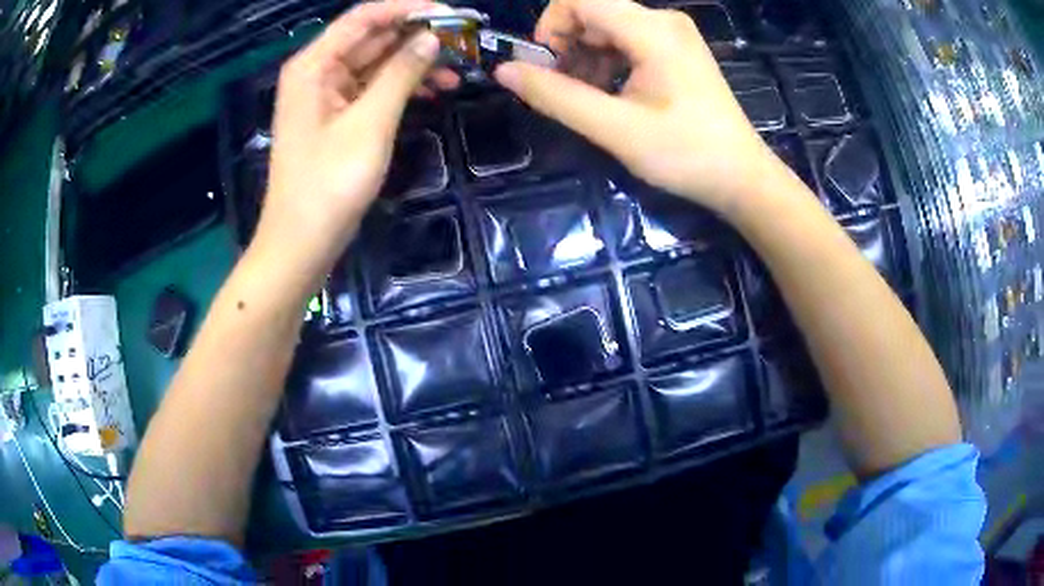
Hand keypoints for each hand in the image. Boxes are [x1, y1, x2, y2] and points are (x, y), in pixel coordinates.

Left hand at [256, 0, 442, 272]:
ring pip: (377, 63)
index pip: (365, 17)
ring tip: (457, 71)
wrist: (302, 242)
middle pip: (372, 37)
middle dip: (416, 36)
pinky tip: (435, 91)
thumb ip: (401, 74)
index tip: (451, 13)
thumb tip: (432, 38)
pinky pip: (374, 88)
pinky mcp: (338, 117)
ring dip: (414, 63)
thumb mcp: (369, 123)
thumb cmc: (329, 184)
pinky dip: (402, 87)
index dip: (408, 9)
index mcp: (314, 64)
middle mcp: (318, 71)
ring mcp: (328, 95)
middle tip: (463, 41)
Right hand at [494, 0, 781, 216]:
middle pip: (592, 12)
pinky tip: (611, 96)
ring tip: (589, 101)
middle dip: (567, 47)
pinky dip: (607, 63)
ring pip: (607, 28)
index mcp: (651, 29)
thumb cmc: (686, 155)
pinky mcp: (676, 50)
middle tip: (566, 92)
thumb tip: (504, 71)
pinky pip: (627, 42)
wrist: (742, 178)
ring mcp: (672, 34)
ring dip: (585, 59)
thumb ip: (556, 97)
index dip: (549, 27)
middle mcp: (662, 20)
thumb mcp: (615, 128)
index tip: (546, 68)